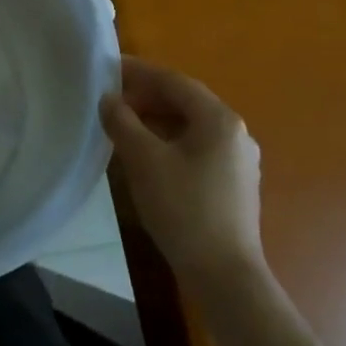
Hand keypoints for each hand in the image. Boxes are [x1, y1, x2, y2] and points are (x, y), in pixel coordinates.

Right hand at [100, 56, 263, 277]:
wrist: (225, 276)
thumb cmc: (183, 209)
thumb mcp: (143, 160)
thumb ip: (122, 121)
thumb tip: (108, 99)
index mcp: (218, 119)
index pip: (173, 81)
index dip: (138, 72)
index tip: (107, 69)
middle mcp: (235, 132)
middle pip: (184, 101)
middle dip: (146, 96)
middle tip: (111, 99)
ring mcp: (238, 160)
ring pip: (190, 125)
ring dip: (156, 119)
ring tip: (123, 125)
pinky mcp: (234, 184)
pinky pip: (197, 147)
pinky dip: (169, 140)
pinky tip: (146, 154)